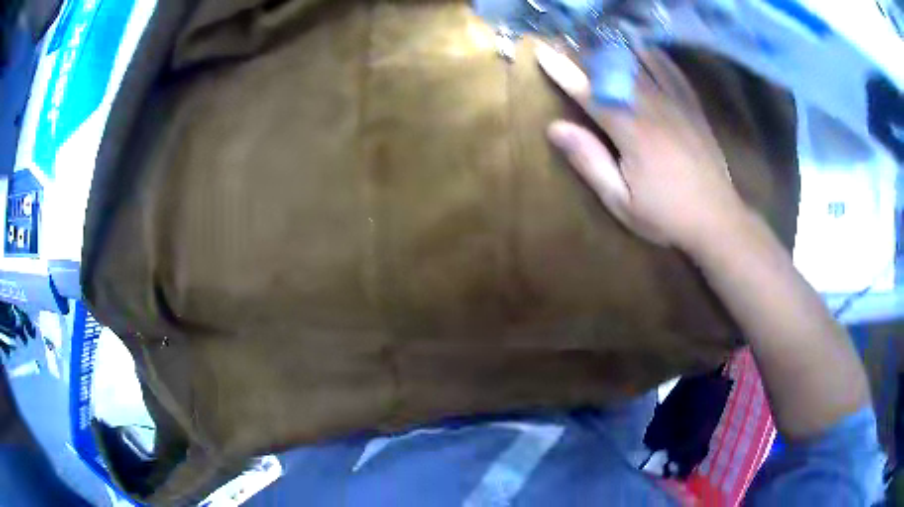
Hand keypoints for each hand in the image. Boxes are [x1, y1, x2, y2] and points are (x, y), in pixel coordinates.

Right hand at [538, 44, 750, 252]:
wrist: (717, 220)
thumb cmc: (665, 215)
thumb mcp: (620, 201)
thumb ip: (590, 162)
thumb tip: (555, 128)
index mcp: (631, 132)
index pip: (589, 92)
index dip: (564, 70)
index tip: (543, 52)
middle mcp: (652, 108)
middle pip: (614, 70)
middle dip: (587, 51)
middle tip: (567, 37)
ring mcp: (676, 105)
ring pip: (642, 65)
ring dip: (617, 47)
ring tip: (598, 35)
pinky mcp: (693, 108)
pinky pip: (673, 73)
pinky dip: (656, 56)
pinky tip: (644, 47)